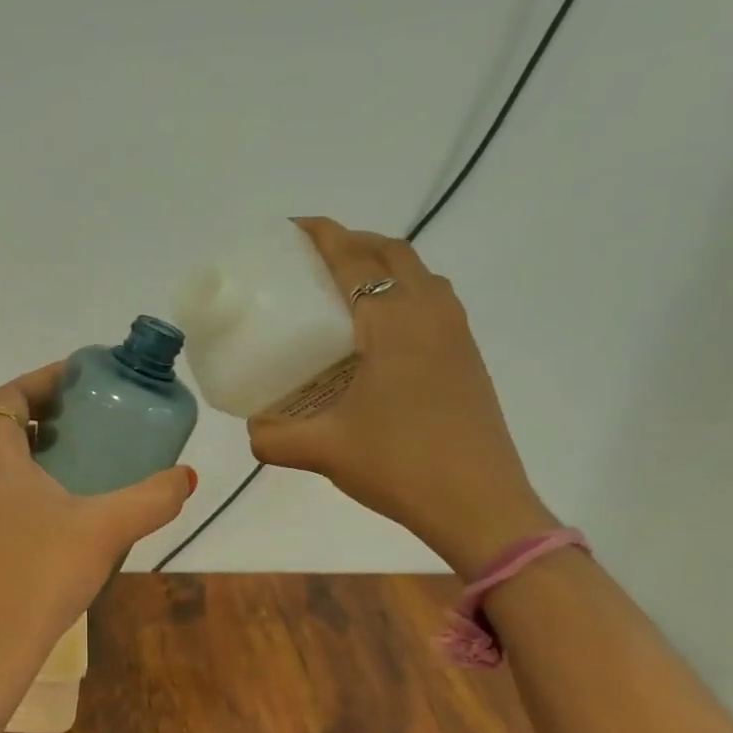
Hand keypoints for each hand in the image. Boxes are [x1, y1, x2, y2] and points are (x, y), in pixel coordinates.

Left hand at [0, 364, 195, 674]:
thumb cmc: (43, 574)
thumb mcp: (107, 529)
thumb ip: (152, 498)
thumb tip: (185, 477)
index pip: (7, 394)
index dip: (42, 379)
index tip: (79, 380)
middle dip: (10, 399)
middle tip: (57, 413)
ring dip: (5, 432)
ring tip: (58, 446)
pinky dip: (0, 464)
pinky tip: (44, 493)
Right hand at [247, 218, 555, 576]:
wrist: (480, 505)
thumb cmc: (399, 465)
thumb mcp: (322, 450)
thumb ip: (273, 437)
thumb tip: (252, 429)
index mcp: (392, 323)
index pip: (354, 260)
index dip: (323, 235)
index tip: (293, 227)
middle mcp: (429, 315)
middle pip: (393, 254)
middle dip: (353, 242)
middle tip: (314, 259)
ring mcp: (456, 336)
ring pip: (420, 275)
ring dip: (384, 265)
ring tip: (346, 288)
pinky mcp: (468, 359)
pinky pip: (434, 302)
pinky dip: (404, 293)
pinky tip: (380, 333)